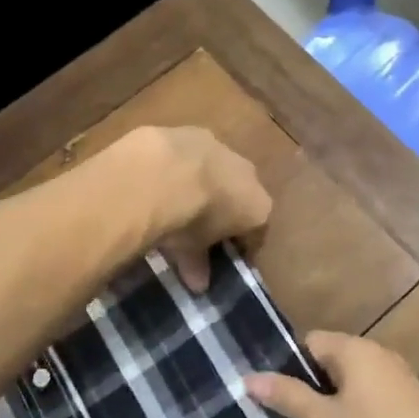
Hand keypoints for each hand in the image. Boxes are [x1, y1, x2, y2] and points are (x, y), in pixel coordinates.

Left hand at [118, 126, 272, 290]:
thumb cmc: (188, 220)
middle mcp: (248, 174)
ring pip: (218, 170)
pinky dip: (180, 166)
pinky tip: (160, 178)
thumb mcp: (192, 250)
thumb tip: (198, 285)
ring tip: (178, 199)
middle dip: (225, 210)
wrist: (161, 173)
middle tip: (201, 228)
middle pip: (241, 196)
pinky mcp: (192, 131)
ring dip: (203, 183)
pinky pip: (191, 154)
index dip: (242, 246)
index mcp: (258, 206)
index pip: (257, 231)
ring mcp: (221, 147)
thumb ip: (197, 265)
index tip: (225, 257)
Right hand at [246, 331, 418, 417]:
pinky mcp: (412, 396)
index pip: (310, 341)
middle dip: (313, 382)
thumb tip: (249, 377)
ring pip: (355, 376)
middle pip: (332, 357)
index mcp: (353, 349)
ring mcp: (399, 373)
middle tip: (295, 414)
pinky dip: (361, 405)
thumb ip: (287, 396)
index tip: (278, 393)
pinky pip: (375, 391)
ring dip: (337, 396)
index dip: (289, 365)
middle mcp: (377, 351)